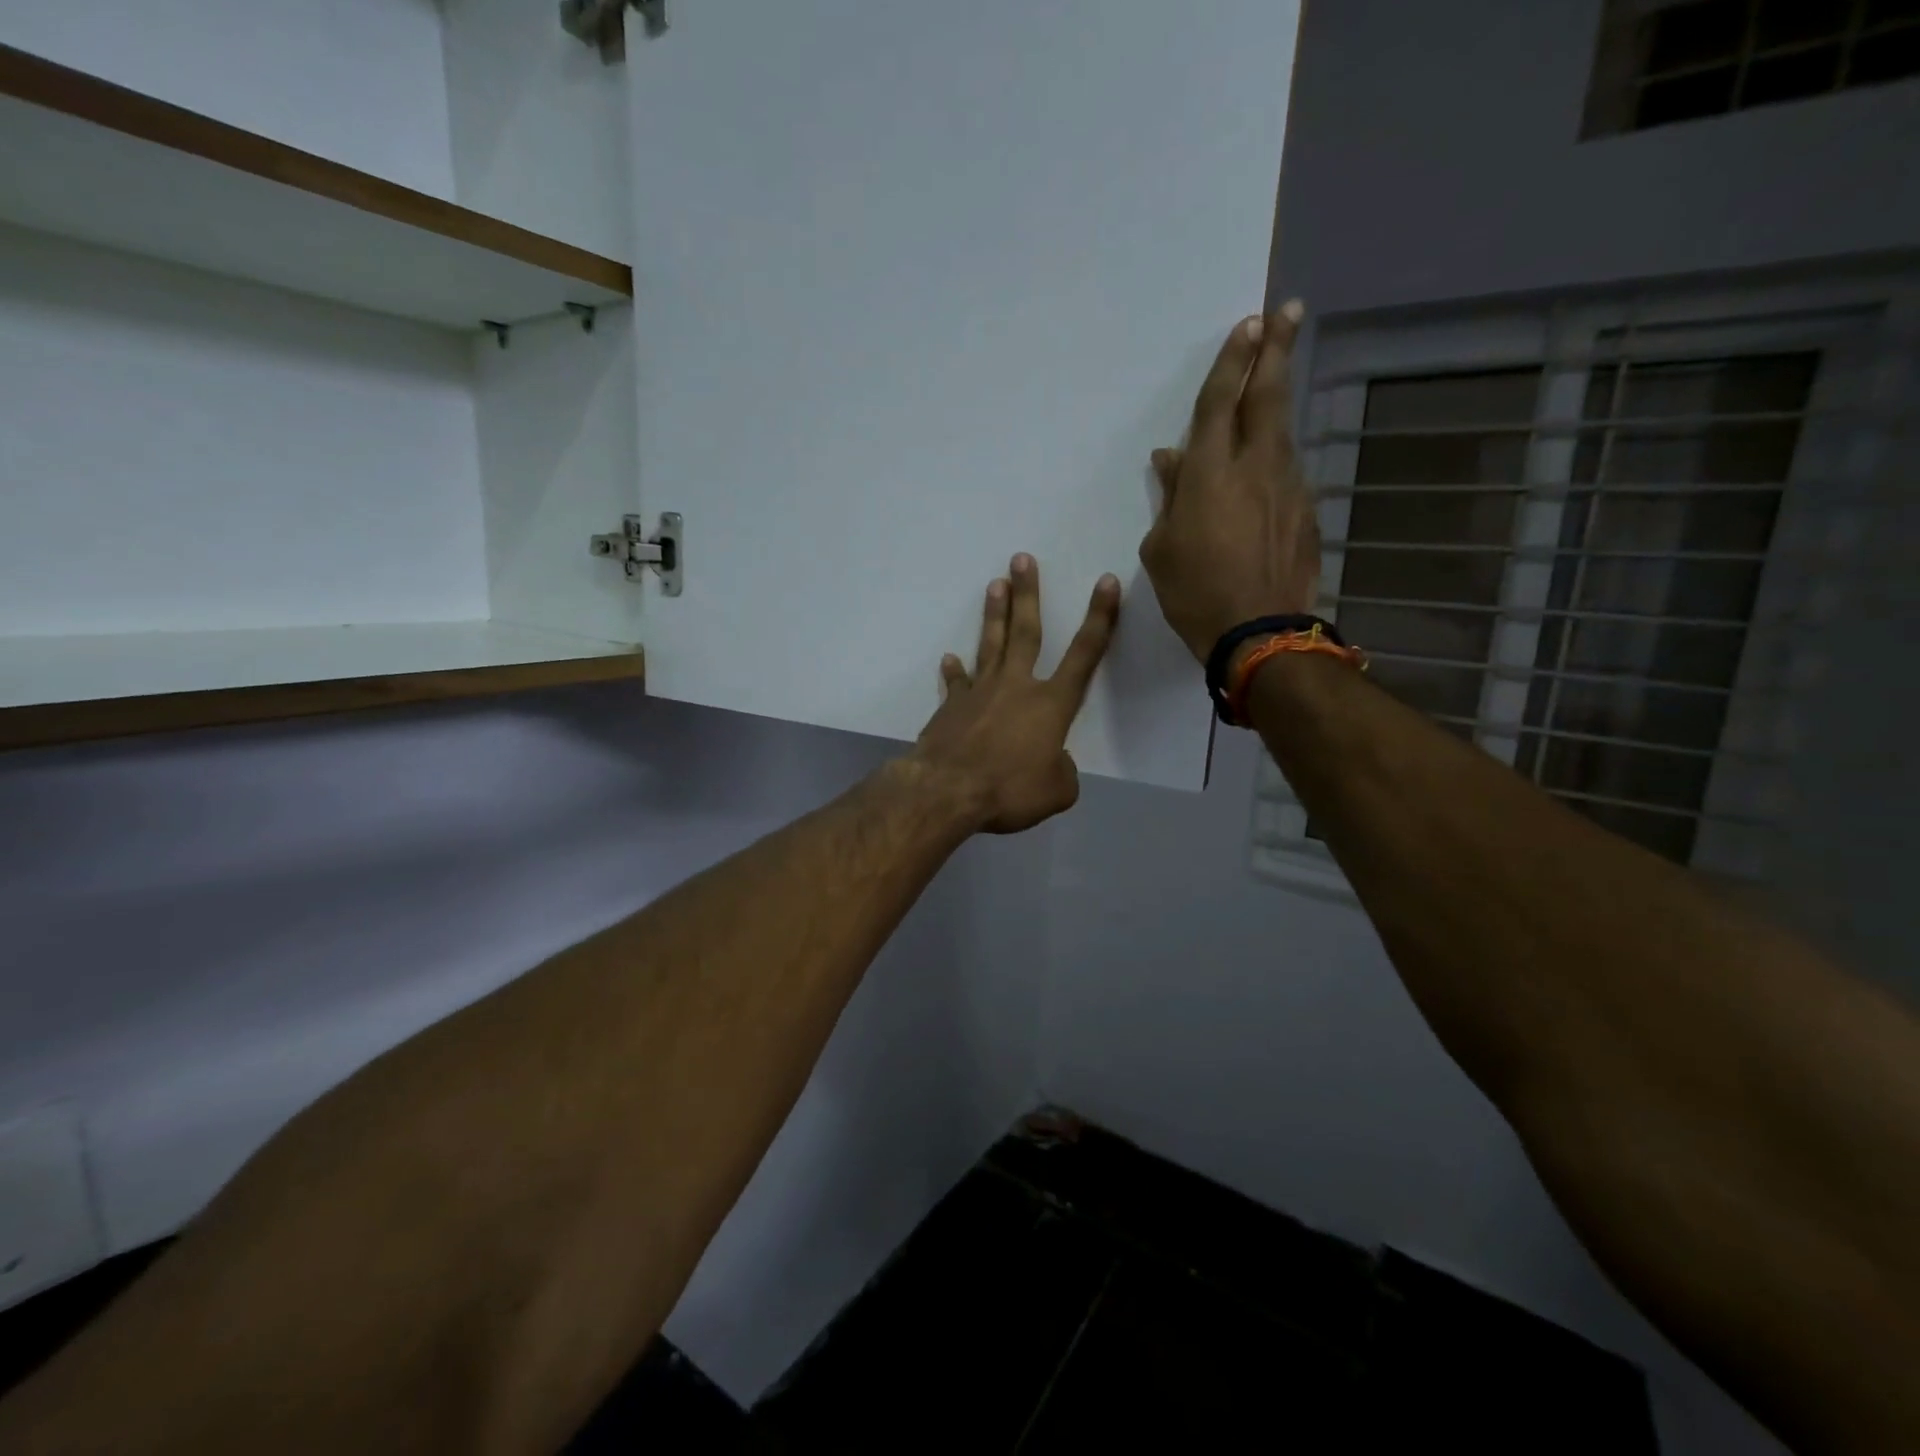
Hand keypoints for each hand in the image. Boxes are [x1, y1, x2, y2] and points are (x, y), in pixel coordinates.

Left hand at [907, 554, 1120, 834]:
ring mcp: (980, 693)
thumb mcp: (1056, 791)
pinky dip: (954, 673)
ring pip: (990, 645)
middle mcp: (1016, 687)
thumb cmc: (1009, 790)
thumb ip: (1062, 772)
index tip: (1105, 582)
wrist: (947, 791)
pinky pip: (955, 684)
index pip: (1084, 655)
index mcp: (1051, 705)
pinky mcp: (950, 707)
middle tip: (1022, 558)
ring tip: (995, 584)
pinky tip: (950, 659)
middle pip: (1026, 632)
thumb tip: (1052, 762)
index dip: (1099, 618)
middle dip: (1028, 594)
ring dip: (995, 615)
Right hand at [1139, 302, 1321, 662]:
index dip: (1233, 360)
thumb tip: (1171, 458)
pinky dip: (1275, 458)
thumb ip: (1169, 496)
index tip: (1249, 323)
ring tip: (1274, 381)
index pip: (1222, 401)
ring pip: (1282, 431)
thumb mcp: (1161, 548)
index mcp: (1210, 472)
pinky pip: (1286, 472)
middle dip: (1276, 350)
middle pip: (1268, 396)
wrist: (1258, 632)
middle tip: (1288, 313)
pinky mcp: (1305, 511)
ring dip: (1278, 401)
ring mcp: (1287, 486)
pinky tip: (1266, 468)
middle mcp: (1255, 466)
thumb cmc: (1194, 592)